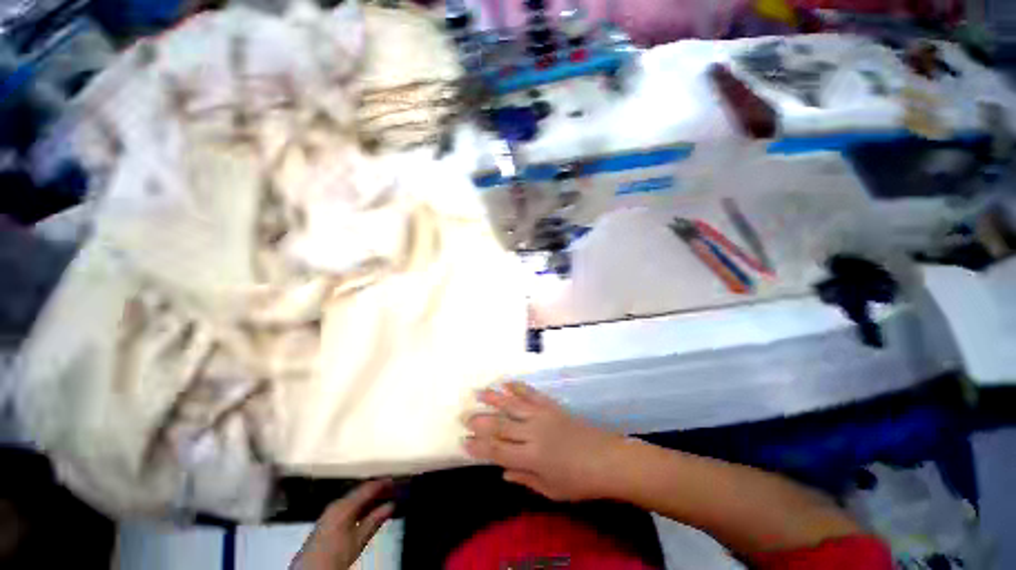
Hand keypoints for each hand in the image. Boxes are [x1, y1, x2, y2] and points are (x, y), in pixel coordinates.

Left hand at [291, 480, 393, 569]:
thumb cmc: (335, 555)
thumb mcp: (359, 540)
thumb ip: (375, 520)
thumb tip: (391, 505)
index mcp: (344, 506)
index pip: (367, 488)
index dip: (382, 483)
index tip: (395, 481)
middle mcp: (336, 504)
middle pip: (360, 491)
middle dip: (376, 491)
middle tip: (392, 489)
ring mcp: (330, 512)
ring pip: (354, 498)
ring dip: (368, 498)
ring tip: (383, 499)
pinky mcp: (327, 520)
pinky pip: (347, 506)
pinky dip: (359, 505)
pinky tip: (367, 510)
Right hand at [464, 381, 625, 501]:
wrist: (607, 458)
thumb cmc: (579, 481)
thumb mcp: (550, 489)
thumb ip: (524, 478)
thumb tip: (501, 472)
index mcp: (532, 457)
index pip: (498, 451)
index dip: (479, 446)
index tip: (463, 440)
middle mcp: (533, 433)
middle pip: (501, 424)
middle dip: (480, 420)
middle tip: (463, 415)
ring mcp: (543, 415)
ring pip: (513, 404)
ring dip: (494, 398)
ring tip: (478, 392)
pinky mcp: (552, 406)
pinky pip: (532, 394)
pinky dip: (518, 387)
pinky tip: (507, 383)